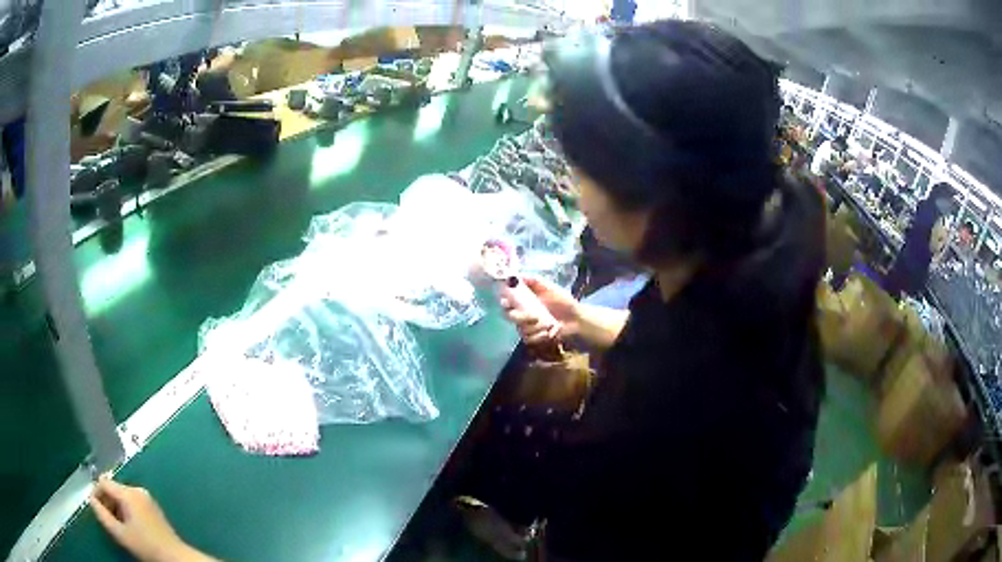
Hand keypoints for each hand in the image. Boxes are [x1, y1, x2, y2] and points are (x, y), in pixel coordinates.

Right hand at [90, 476, 210, 561]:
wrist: (177, 559)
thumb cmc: (148, 548)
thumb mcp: (120, 533)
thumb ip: (102, 512)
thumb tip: (90, 496)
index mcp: (128, 492)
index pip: (103, 482)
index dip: (97, 491)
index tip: (95, 503)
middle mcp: (138, 489)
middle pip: (113, 487)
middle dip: (107, 499)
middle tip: (110, 519)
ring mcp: (147, 496)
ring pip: (122, 494)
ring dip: (117, 506)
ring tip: (122, 526)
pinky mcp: (152, 505)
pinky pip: (132, 501)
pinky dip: (126, 509)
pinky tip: (131, 526)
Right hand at [500, 276, 579, 344]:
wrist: (576, 319)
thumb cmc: (563, 302)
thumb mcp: (549, 287)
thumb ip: (533, 281)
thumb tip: (516, 276)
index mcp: (524, 300)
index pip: (507, 301)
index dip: (505, 301)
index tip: (508, 302)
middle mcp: (523, 313)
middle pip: (509, 316)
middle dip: (520, 317)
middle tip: (534, 317)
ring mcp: (527, 326)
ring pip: (520, 328)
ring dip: (534, 327)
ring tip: (548, 325)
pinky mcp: (533, 338)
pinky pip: (528, 339)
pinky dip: (538, 336)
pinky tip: (549, 333)